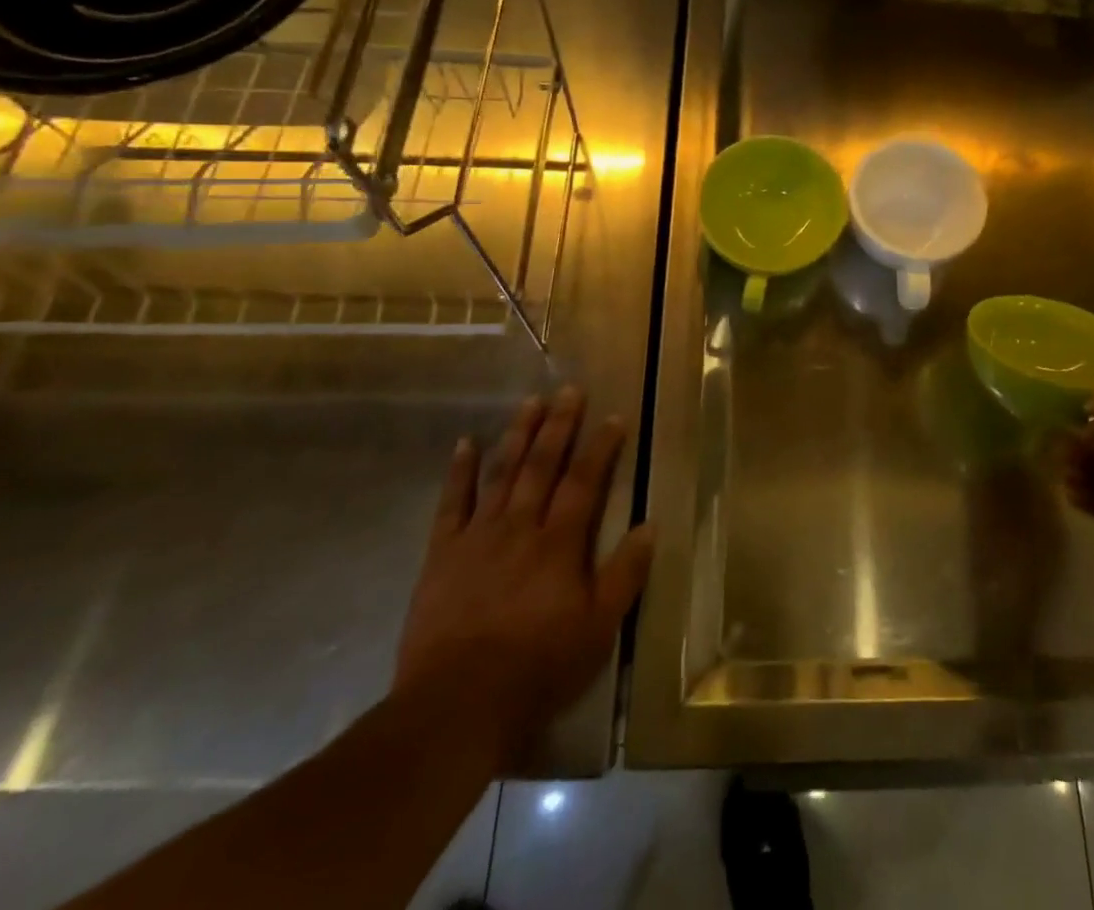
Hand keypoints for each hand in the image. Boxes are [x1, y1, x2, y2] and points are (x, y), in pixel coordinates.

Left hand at [395, 386, 654, 742]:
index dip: (601, 446)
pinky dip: (459, 471)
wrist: (456, 704)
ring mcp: (478, 536)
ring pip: (502, 472)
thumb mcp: (598, 629)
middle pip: (542, 465)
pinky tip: (466, 443)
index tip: (613, 416)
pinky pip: (451, 503)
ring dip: (518, 434)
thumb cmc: (538, 668)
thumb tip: (651, 525)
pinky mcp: (442, 554)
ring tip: (530, 401)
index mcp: (559, 543)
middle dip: (559, 424)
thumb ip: (625, 574)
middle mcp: (520, 526)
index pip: (585, 481)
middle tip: (569, 389)